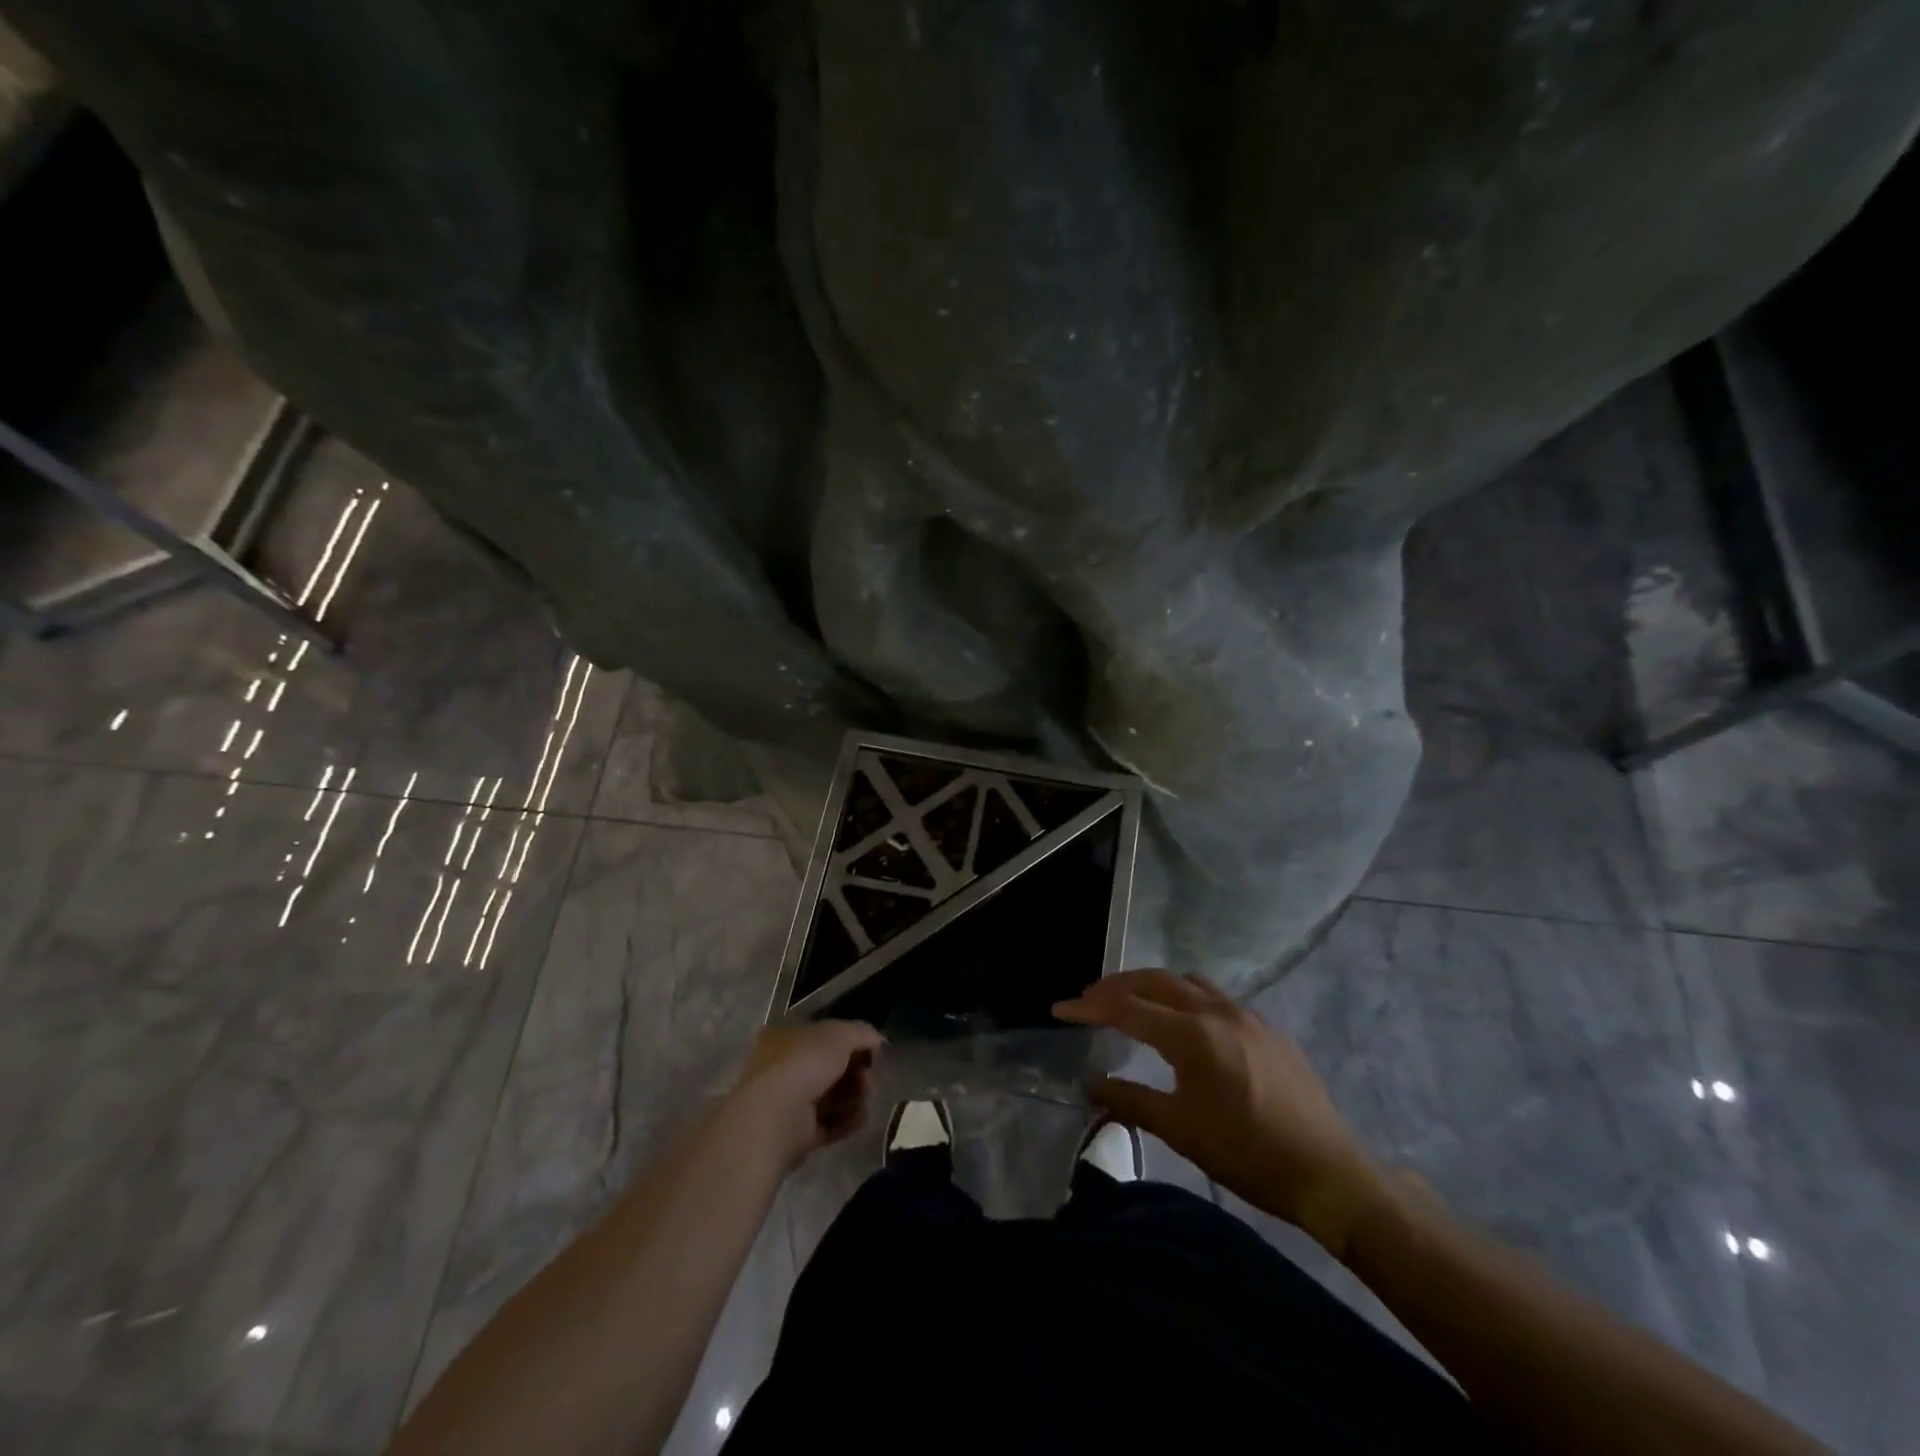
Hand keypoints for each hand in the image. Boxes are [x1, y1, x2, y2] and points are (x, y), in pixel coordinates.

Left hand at [726, 1020, 882, 1171]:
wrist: (776, 1117)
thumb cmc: (804, 1063)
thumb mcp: (840, 1034)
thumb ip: (861, 1033)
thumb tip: (878, 1040)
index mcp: (786, 1037)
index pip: (824, 1036)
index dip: (851, 1042)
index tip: (871, 1051)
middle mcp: (784, 1068)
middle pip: (831, 1068)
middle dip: (855, 1072)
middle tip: (868, 1078)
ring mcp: (790, 1102)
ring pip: (832, 1096)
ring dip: (854, 1097)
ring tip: (863, 1099)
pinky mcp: (798, 1134)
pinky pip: (830, 1123)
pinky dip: (847, 1120)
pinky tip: (859, 1117)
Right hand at [1055, 970, 1393, 1257]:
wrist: (1329, 1172)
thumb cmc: (1248, 1154)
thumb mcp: (1180, 1130)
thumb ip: (1129, 1100)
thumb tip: (1089, 1085)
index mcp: (1192, 1034)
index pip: (1127, 1007)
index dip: (1088, 1006)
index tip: (1060, 1009)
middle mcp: (1216, 1011)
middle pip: (1153, 981)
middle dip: (1115, 987)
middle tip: (1087, 1001)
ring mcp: (1245, 1014)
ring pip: (1185, 982)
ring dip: (1151, 986)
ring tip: (1129, 1004)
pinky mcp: (1265, 1027)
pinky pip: (1213, 996)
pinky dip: (1183, 996)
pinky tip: (1182, 1022)